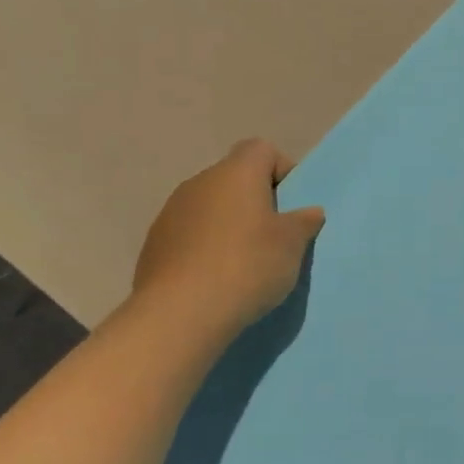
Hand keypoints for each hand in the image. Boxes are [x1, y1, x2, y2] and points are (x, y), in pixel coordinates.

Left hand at [132, 139, 325, 334]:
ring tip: (243, 263)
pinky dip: (204, 247)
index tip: (291, 205)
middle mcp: (200, 182)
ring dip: (228, 225)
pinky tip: (215, 278)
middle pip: (235, 178)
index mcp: (236, 173)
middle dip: (256, 201)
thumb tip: (309, 212)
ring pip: (210, 207)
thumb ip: (303, 222)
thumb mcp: (292, 245)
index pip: (261, 149)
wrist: (180, 314)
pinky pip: (189, 234)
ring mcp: (171, 212)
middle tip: (273, 237)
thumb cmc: (247, 266)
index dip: (281, 171)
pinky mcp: (154, 243)